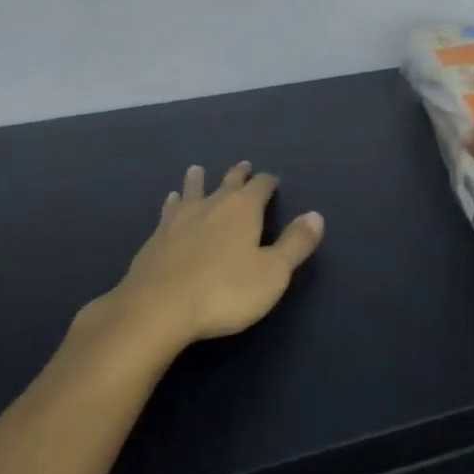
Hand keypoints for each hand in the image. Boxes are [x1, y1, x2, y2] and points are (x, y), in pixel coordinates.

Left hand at [95, 162, 323, 354]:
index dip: (268, 182)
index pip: (260, 186)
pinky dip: (173, 203)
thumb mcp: (272, 272)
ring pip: (193, 191)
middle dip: (238, 175)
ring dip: (198, 181)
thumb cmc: (225, 291)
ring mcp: (180, 219)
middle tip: (243, 166)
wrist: (158, 308)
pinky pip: (169, 211)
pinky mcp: (157, 237)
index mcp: (243, 209)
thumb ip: (295, 243)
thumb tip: (316, 215)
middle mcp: (212, 204)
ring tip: (196, 170)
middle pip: (228, 183)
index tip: (273, 180)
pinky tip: (170, 202)